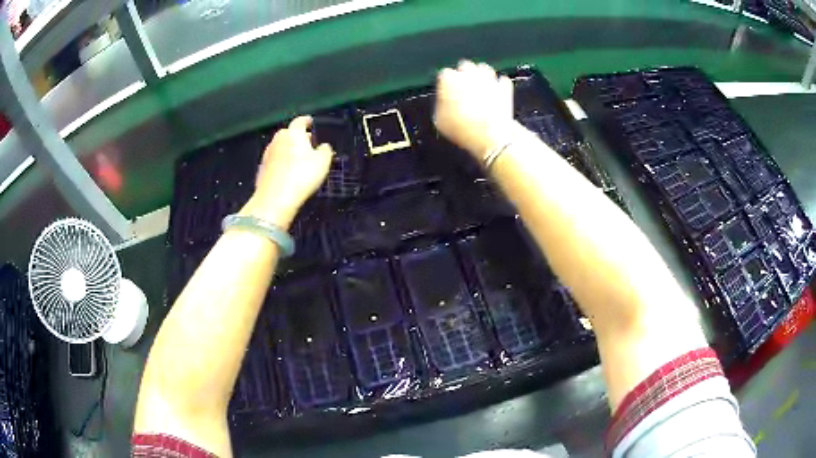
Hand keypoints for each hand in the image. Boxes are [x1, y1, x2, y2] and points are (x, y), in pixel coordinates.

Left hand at [242, 116, 333, 227]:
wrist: (275, 199)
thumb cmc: (302, 175)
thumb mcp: (323, 162)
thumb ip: (325, 150)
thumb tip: (324, 146)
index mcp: (293, 133)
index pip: (300, 121)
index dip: (307, 121)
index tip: (311, 123)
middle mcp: (278, 139)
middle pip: (289, 133)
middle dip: (298, 137)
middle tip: (308, 143)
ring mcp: (268, 154)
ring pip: (281, 147)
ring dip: (289, 150)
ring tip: (299, 159)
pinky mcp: (262, 169)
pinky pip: (275, 161)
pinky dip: (281, 163)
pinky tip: (287, 172)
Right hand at [434, 60, 517, 158]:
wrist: (490, 136)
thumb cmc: (462, 128)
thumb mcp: (440, 121)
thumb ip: (440, 105)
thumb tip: (443, 103)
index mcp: (449, 79)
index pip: (444, 74)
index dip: (445, 84)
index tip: (446, 92)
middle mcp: (469, 73)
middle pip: (464, 66)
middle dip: (463, 74)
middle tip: (462, 88)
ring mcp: (488, 79)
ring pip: (483, 68)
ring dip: (480, 76)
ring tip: (478, 88)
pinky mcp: (504, 87)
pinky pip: (502, 80)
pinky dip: (498, 85)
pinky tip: (495, 93)